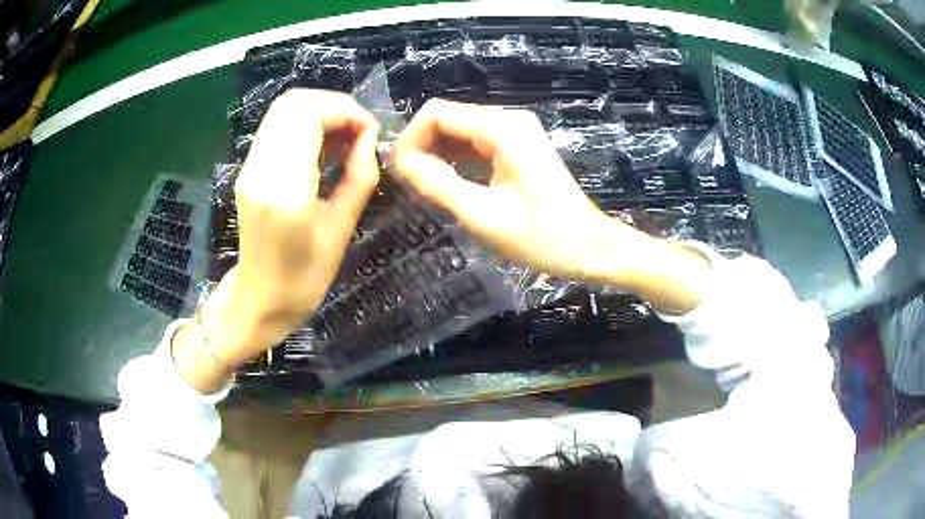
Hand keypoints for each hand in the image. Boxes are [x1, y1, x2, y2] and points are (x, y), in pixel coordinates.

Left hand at [173, 90, 378, 392]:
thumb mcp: (341, 230)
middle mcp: (260, 170)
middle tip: (359, 128)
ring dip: (318, 111)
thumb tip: (370, 138)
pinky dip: (303, 123)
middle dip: (333, 104)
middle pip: (292, 102)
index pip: (310, 116)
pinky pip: (275, 127)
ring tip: (344, 136)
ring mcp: (249, 168)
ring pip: (281, 110)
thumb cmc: (305, 277)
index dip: (346, 112)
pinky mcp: (247, 170)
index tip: (370, 131)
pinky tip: (323, 145)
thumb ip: (359, 177)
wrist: (260, 299)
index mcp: (285, 190)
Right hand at [392, 99, 710, 314]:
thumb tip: (401, 163)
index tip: (399, 173)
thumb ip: (439, 184)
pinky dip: (456, 158)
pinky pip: (476, 142)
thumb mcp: (484, 215)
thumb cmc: (543, 238)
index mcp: (502, 129)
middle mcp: (508, 120)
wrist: (591, 247)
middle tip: (408, 183)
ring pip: (460, 130)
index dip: (410, 138)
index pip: (436, 113)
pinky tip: (445, 181)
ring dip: (436, 153)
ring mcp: (516, 131)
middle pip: (447, 118)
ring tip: (422, 186)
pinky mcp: (518, 146)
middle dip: (421, 145)